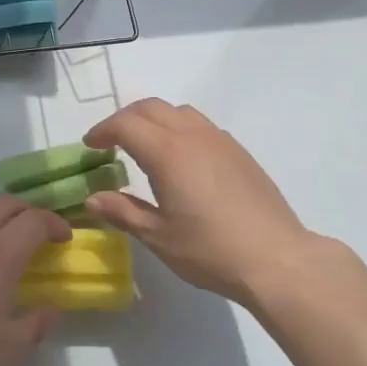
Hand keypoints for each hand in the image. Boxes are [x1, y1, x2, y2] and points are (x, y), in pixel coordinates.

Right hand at [83, 98, 322, 305]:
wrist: (276, 258)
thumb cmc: (210, 250)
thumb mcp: (158, 236)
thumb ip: (123, 212)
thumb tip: (92, 198)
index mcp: (168, 153)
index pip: (126, 124)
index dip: (103, 130)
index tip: (90, 146)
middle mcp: (193, 136)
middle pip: (151, 108)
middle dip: (125, 119)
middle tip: (111, 142)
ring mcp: (220, 140)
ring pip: (179, 111)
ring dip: (154, 120)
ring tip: (144, 147)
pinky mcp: (239, 152)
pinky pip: (201, 125)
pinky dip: (179, 129)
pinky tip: (181, 160)